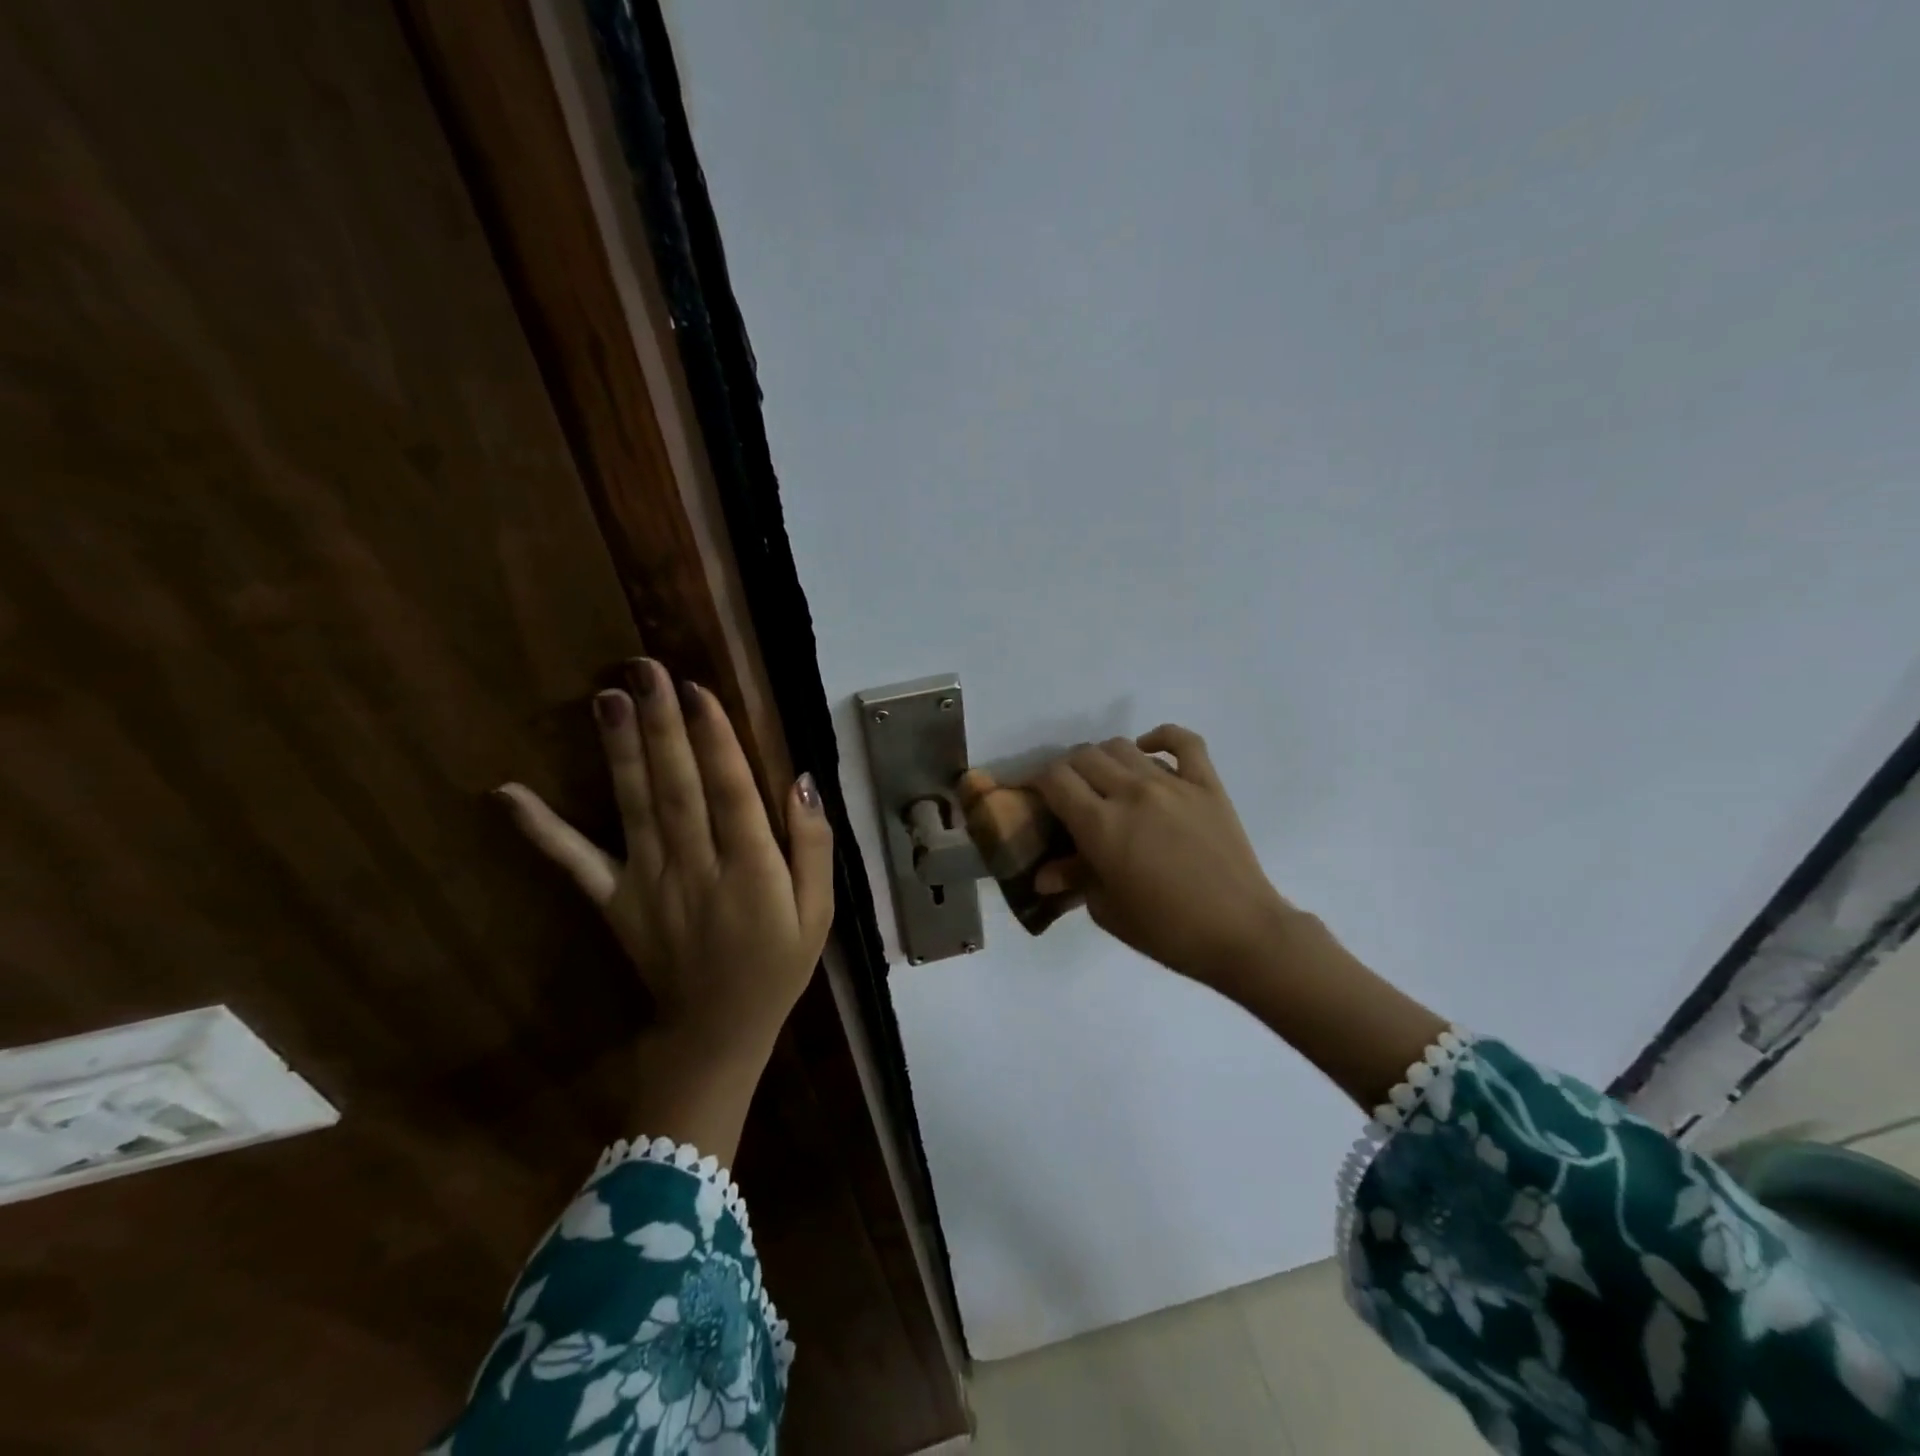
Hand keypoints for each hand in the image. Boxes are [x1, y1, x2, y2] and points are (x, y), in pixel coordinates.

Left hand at [496, 658, 833, 1153]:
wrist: (717, 1032)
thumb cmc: (778, 965)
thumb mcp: (819, 912)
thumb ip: (813, 845)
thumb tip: (802, 780)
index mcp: (752, 872)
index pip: (731, 793)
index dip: (715, 739)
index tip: (697, 689)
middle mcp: (696, 870)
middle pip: (677, 788)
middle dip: (662, 726)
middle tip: (644, 670)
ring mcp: (647, 886)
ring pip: (634, 809)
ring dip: (619, 752)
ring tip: (606, 698)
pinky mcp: (614, 902)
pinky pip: (575, 864)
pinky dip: (540, 830)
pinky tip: (507, 794)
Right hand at [1033, 725, 1448, 1110]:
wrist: (1240, 933)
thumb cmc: (1166, 930)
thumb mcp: (1108, 910)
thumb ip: (1075, 880)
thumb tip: (1044, 873)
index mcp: (1101, 825)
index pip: (1055, 779)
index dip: (1037, 782)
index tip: (1035, 796)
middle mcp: (1132, 792)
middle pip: (1084, 757)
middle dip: (1066, 771)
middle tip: (1068, 795)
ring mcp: (1172, 783)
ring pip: (1122, 746)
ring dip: (1103, 758)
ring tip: (1104, 781)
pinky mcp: (1207, 783)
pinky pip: (1183, 741)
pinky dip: (1160, 737)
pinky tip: (1148, 750)